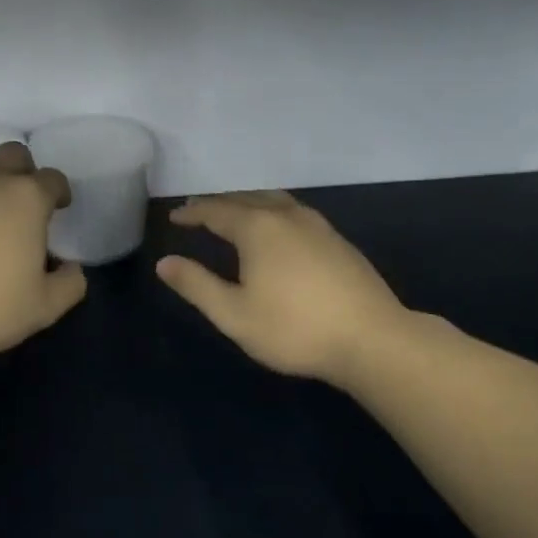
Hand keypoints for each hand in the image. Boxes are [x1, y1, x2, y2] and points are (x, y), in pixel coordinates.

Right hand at [157, 191, 405, 388]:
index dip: (192, 213)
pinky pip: (294, 211)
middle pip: (245, 198)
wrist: (372, 339)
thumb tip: (164, 263)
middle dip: (218, 203)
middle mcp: (286, 216)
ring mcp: (317, 225)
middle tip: (198, 211)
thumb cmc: (294, 329)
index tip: (175, 217)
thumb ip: (196, 285)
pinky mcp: (338, 240)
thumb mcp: (234, 314)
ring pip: (274, 200)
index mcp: (257, 228)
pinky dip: (272, 211)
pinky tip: (277, 230)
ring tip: (234, 213)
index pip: (215, 210)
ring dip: (248, 202)